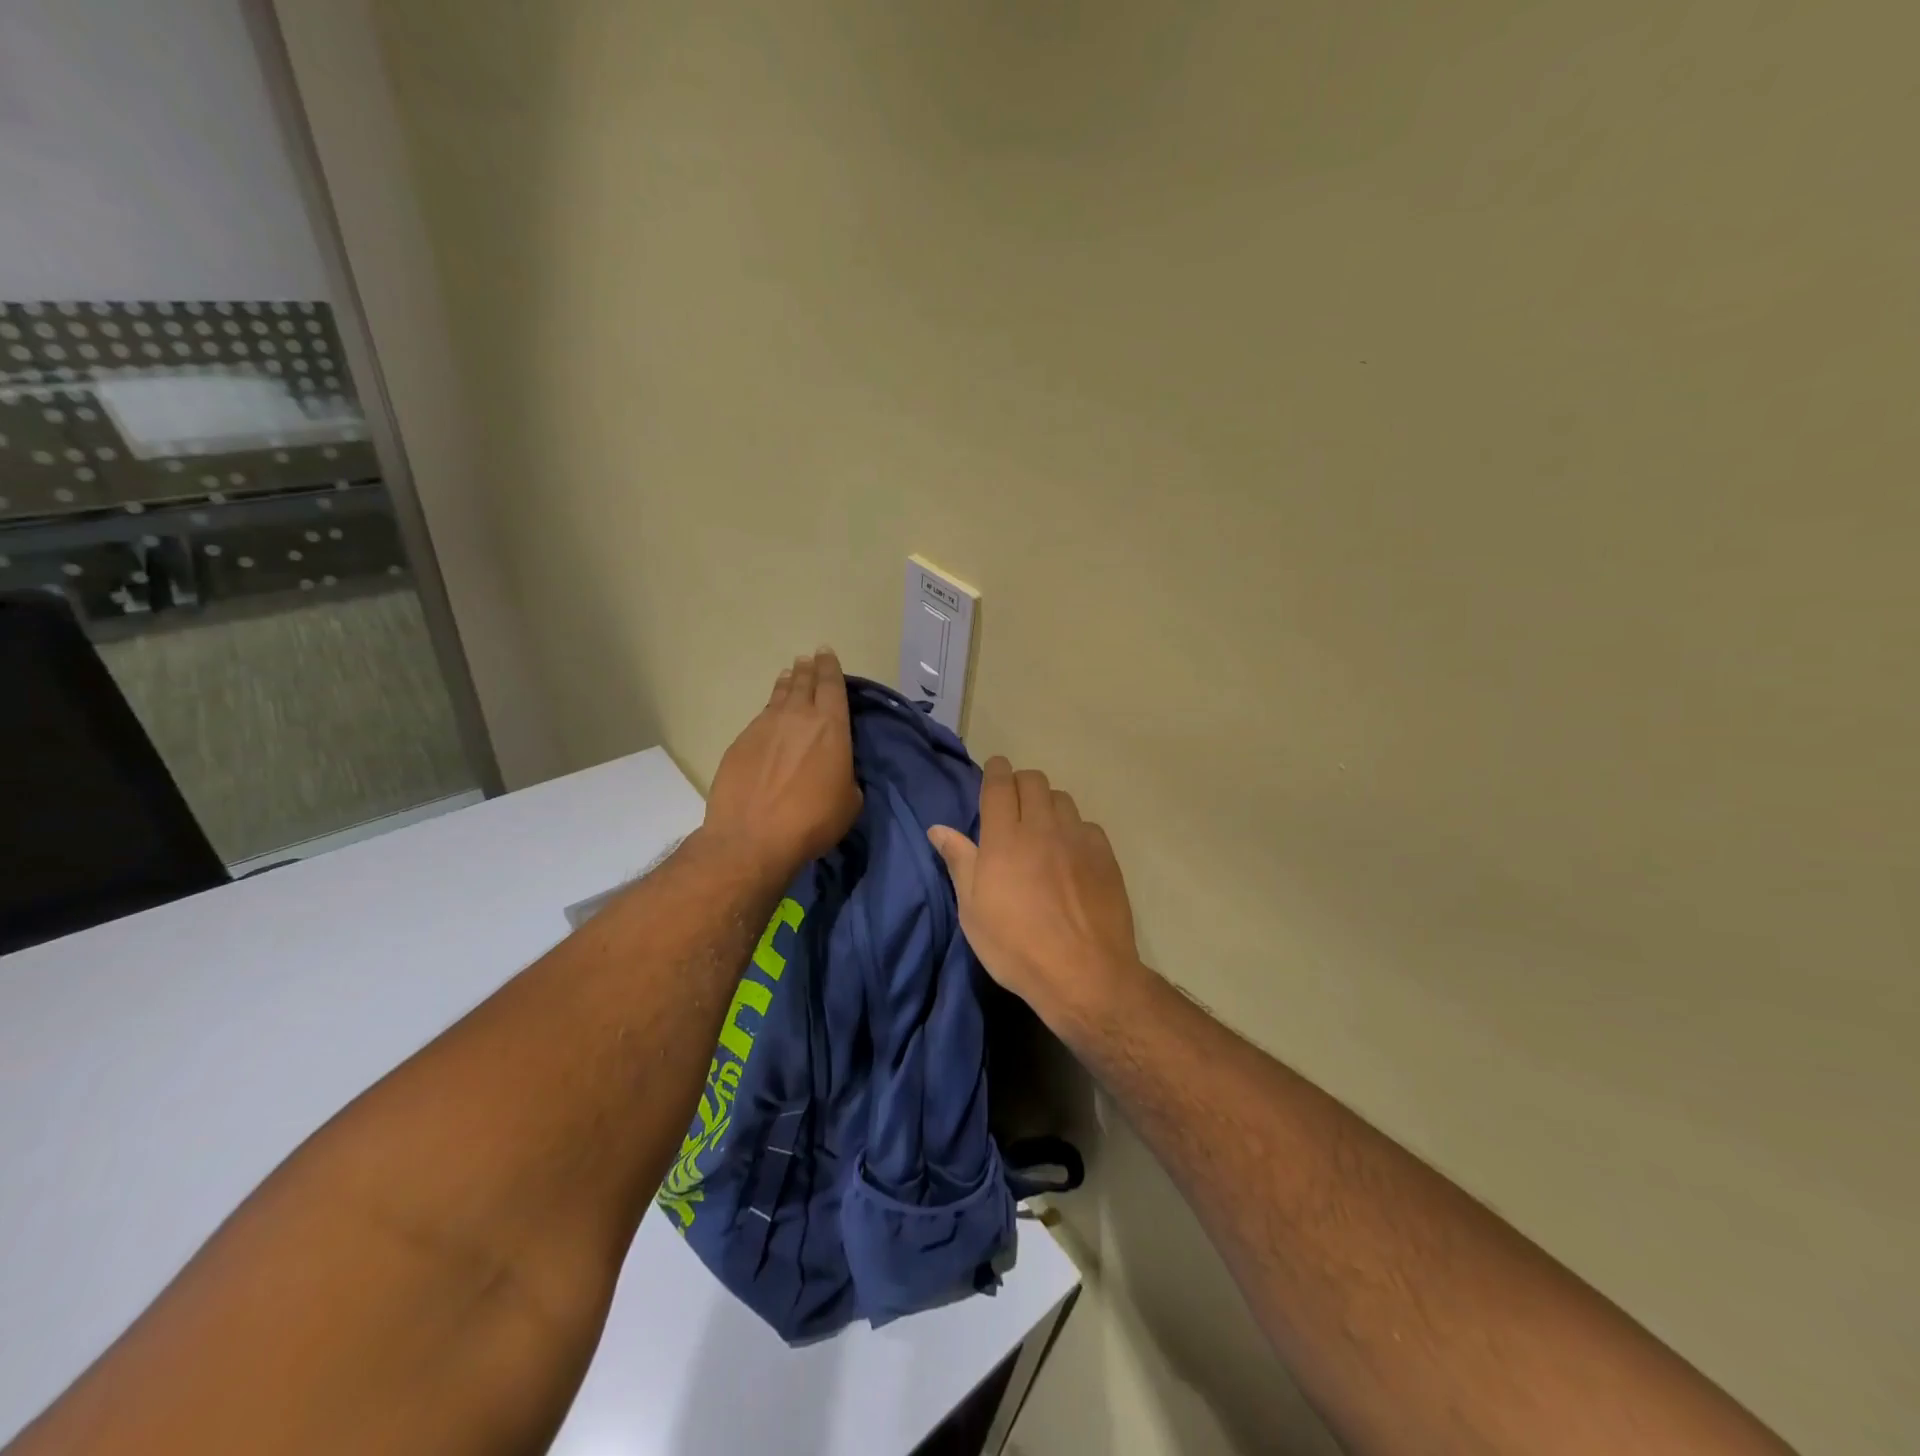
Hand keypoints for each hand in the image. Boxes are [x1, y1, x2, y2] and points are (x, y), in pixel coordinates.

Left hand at [704, 649, 861, 883]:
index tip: (826, 654)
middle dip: (808, 669)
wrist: (751, 838)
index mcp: (831, 726)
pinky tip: (770, 717)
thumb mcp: (848, 801)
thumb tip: (837, 770)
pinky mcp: (741, 742)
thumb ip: (846, 775)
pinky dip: (769, 710)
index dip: (830, 667)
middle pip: (803, 682)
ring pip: (779, 695)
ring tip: (789, 676)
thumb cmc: (812, 821)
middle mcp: (797, 717)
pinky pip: (761, 717)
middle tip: (808, 660)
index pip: (832, 685)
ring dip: (787, 684)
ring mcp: (764, 727)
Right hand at [928, 758, 1141, 1029]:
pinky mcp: (1104, 855)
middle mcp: (1042, 828)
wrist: (1085, 974)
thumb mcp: (973, 911)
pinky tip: (1070, 855)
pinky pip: (1086, 825)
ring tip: (1042, 829)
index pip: (999, 784)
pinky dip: (1073, 830)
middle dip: (1020, 783)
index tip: (994, 770)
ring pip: (1062, 799)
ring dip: (1047, 804)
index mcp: (1004, 838)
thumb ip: (959, 862)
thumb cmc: (1016, 947)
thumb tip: (938, 828)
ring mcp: (1078, 839)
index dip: (995, 771)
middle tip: (1013, 805)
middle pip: (1034, 781)